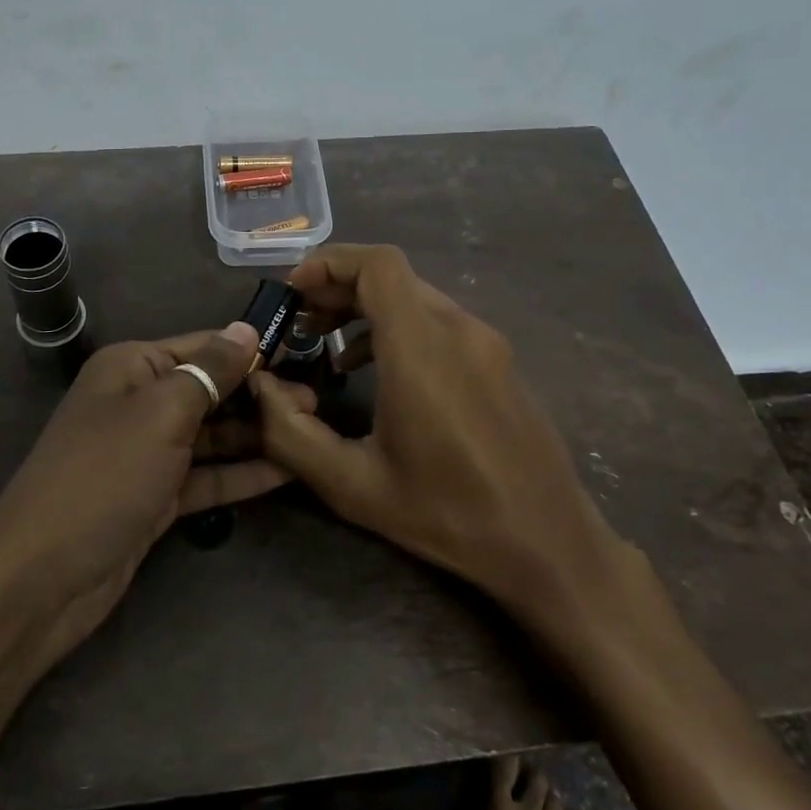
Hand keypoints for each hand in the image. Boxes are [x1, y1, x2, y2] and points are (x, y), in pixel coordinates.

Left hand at [0, 324, 289, 666]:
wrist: (42, 577)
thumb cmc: (105, 475)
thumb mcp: (161, 412)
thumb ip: (209, 371)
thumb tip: (246, 329)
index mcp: (133, 367)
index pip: (203, 346)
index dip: (251, 351)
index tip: (303, 355)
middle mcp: (140, 401)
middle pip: (210, 390)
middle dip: (259, 395)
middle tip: (316, 401)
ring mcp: (148, 452)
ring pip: (211, 435)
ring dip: (255, 434)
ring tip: (310, 432)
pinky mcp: (156, 497)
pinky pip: (206, 476)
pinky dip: (240, 474)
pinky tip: (286, 471)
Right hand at [250, 245, 637, 635]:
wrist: (551, 546)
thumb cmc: (450, 516)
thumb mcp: (354, 486)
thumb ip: (291, 434)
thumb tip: (259, 388)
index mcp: (422, 349)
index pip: (379, 265)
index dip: (330, 263)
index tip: (294, 291)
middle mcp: (459, 330)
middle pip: (393, 276)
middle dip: (338, 287)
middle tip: (300, 319)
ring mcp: (487, 343)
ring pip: (416, 296)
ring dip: (366, 307)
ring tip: (327, 342)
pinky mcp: (499, 361)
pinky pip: (439, 321)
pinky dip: (397, 326)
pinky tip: (376, 369)